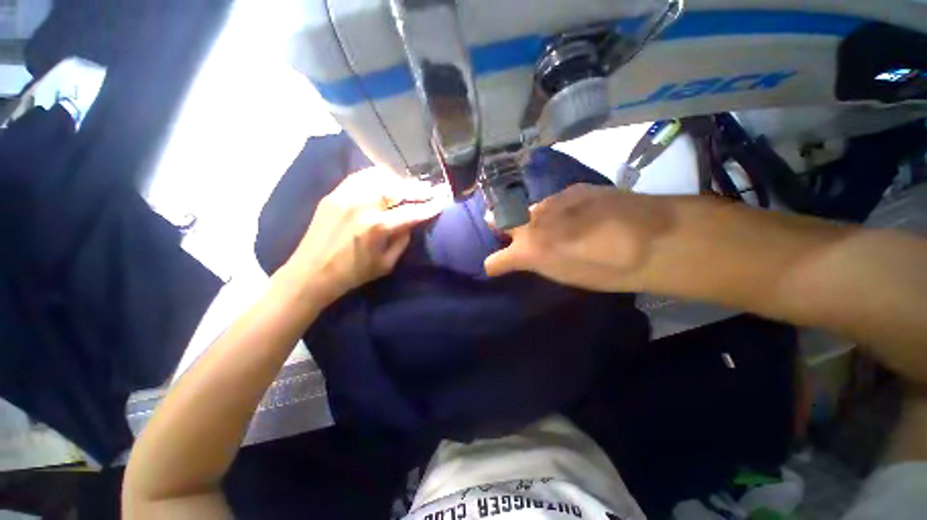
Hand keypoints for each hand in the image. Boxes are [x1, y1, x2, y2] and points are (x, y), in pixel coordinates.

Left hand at [280, 167, 442, 304]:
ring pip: (379, 178)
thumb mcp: (386, 264)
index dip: (429, 207)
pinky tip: (386, 179)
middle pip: (397, 189)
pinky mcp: (333, 194)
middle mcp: (362, 206)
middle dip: (417, 189)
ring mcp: (345, 196)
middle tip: (430, 190)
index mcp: (377, 227)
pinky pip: (359, 177)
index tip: (441, 202)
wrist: (311, 273)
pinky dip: (377, 176)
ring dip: (399, 180)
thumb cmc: (352, 274)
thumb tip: (410, 223)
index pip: (411, 212)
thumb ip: (402, 241)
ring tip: (410, 184)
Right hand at [485, 184, 670, 292]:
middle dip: (497, 226)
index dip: (494, 265)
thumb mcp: (564, 276)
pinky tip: (576, 214)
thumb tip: (529, 257)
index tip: (496, 267)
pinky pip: (553, 200)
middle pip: (496, 220)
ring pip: (526, 209)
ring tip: (550, 225)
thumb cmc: (606, 272)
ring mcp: (548, 202)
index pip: (494, 261)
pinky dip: (556, 209)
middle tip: (509, 234)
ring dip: (530, 218)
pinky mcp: (571, 189)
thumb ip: (539, 263)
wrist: (652, 240)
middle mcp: (530, 223)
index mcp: (528, 252)